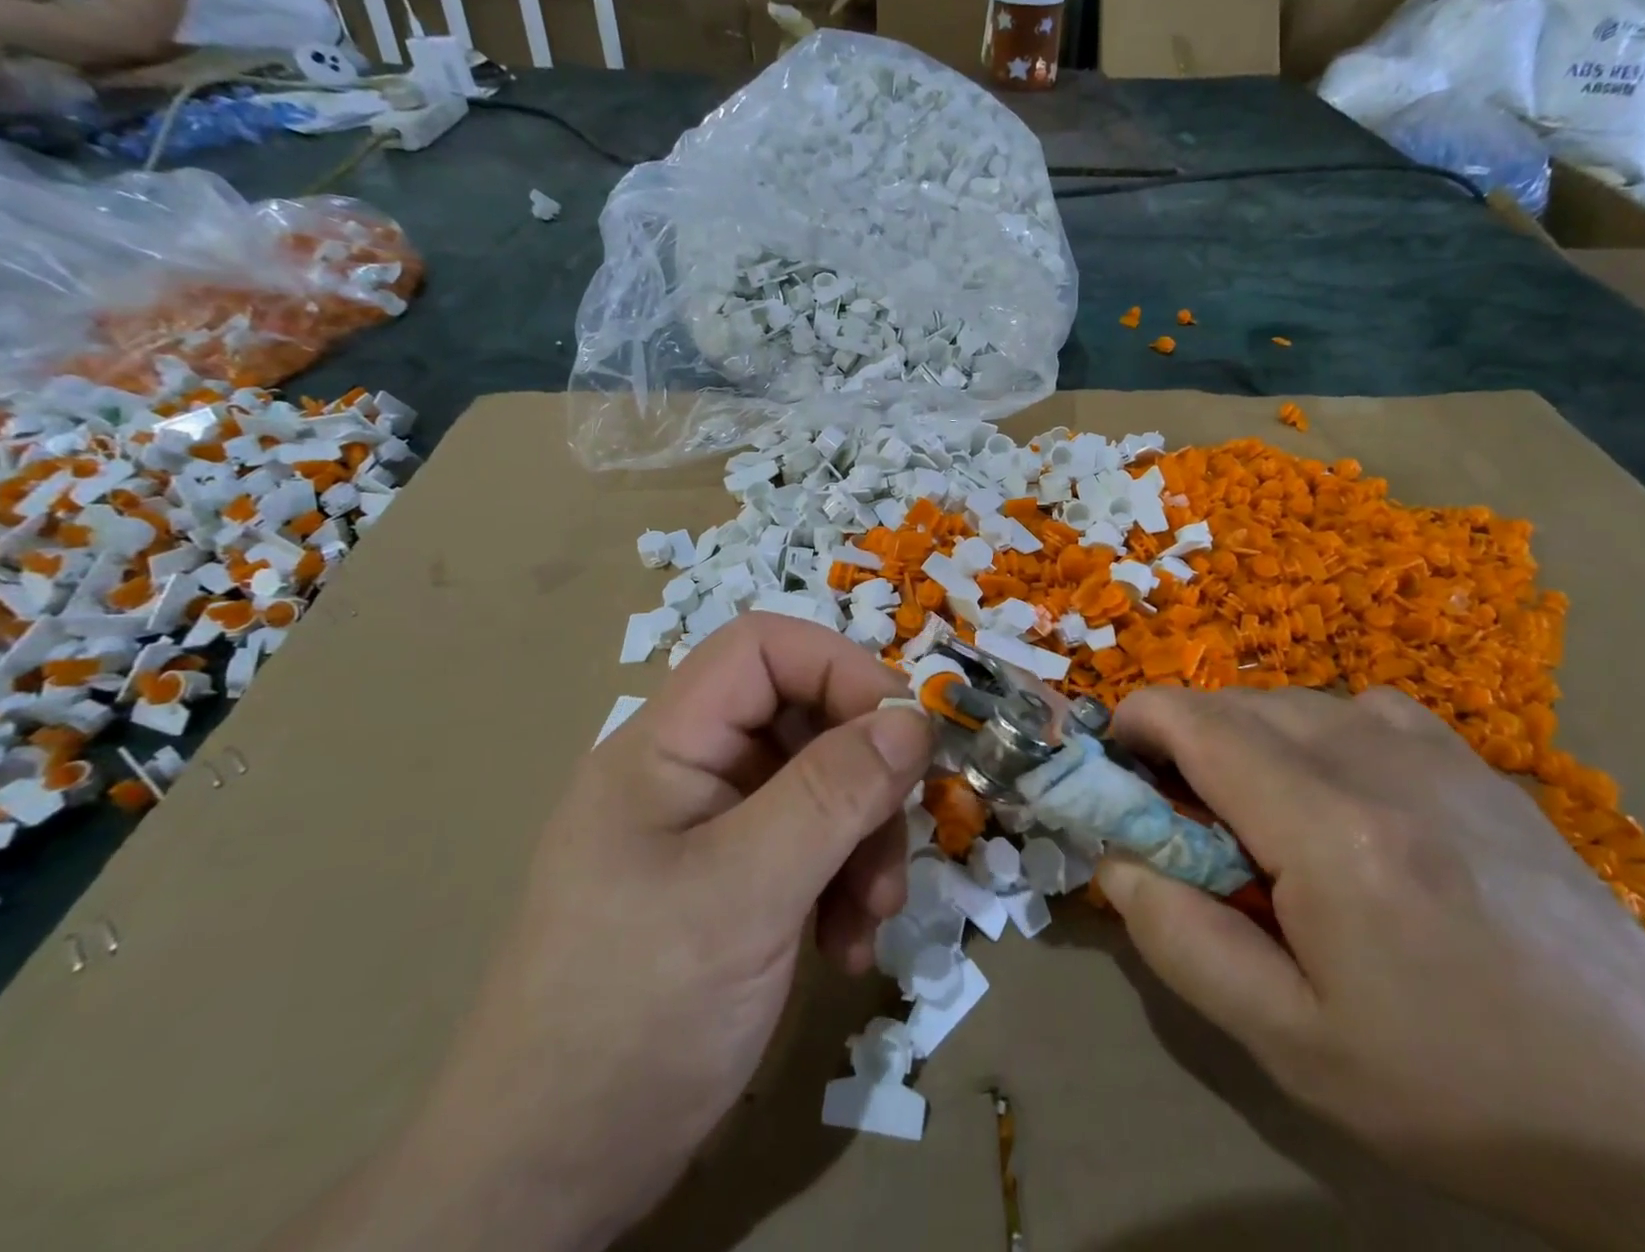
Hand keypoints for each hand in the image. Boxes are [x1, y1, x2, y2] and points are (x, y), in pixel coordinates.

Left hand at [271, 614, 929, 1251]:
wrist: (544, 1182)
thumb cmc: (631, 1019)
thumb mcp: (744, 896)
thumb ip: (832, 796)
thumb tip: (912, 718)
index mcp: (666, 746)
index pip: (762, 650)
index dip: (839, 669)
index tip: (904, 733)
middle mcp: (690, 772)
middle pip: (803, 719)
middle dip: (865, 777)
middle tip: (895, 846)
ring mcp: (711, 829)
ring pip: (820, 785)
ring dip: (863, 841)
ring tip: (874, 916)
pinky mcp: (732, 882)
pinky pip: (811, 845)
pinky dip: (843, 883)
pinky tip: (847, 948)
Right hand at [1097, 686, 1644, 1251]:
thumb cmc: (1460, 1090)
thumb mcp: (1290, 1042)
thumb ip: (1180, 939)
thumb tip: (1114, 859)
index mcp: (1327, 823)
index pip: (1193, 720)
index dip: (1134, 723)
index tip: (1112, 766)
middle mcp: (1376, 757)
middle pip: (1235, 703)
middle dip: (1183, 741)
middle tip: (1180, 820)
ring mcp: (1435, 750)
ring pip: (1292, 701)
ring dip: (1245, 739)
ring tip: (1257, 818)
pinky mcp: (1474, 762)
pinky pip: (1357, 710)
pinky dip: (1313, 735)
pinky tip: (1339, 799)